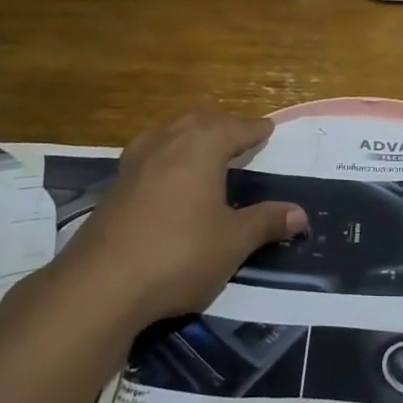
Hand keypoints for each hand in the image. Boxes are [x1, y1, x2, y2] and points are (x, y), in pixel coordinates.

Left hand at [58, 106, 308, 328]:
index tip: (268, 128)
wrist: (102, 283)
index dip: (255, 129)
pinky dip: (168, 152)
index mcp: (202, 146)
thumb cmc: (179, 254)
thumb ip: (266, 222)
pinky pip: (150, 152)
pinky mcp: (116, 183)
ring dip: (191, 132)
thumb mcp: (232, 242)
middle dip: (222, 123)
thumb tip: (301, 214)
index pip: (236, 127)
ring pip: (170, 130)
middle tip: (240, 134)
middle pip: (200, 119)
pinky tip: (168, 174)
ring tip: (206, 147)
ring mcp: (136, 160)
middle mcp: (168, 141)